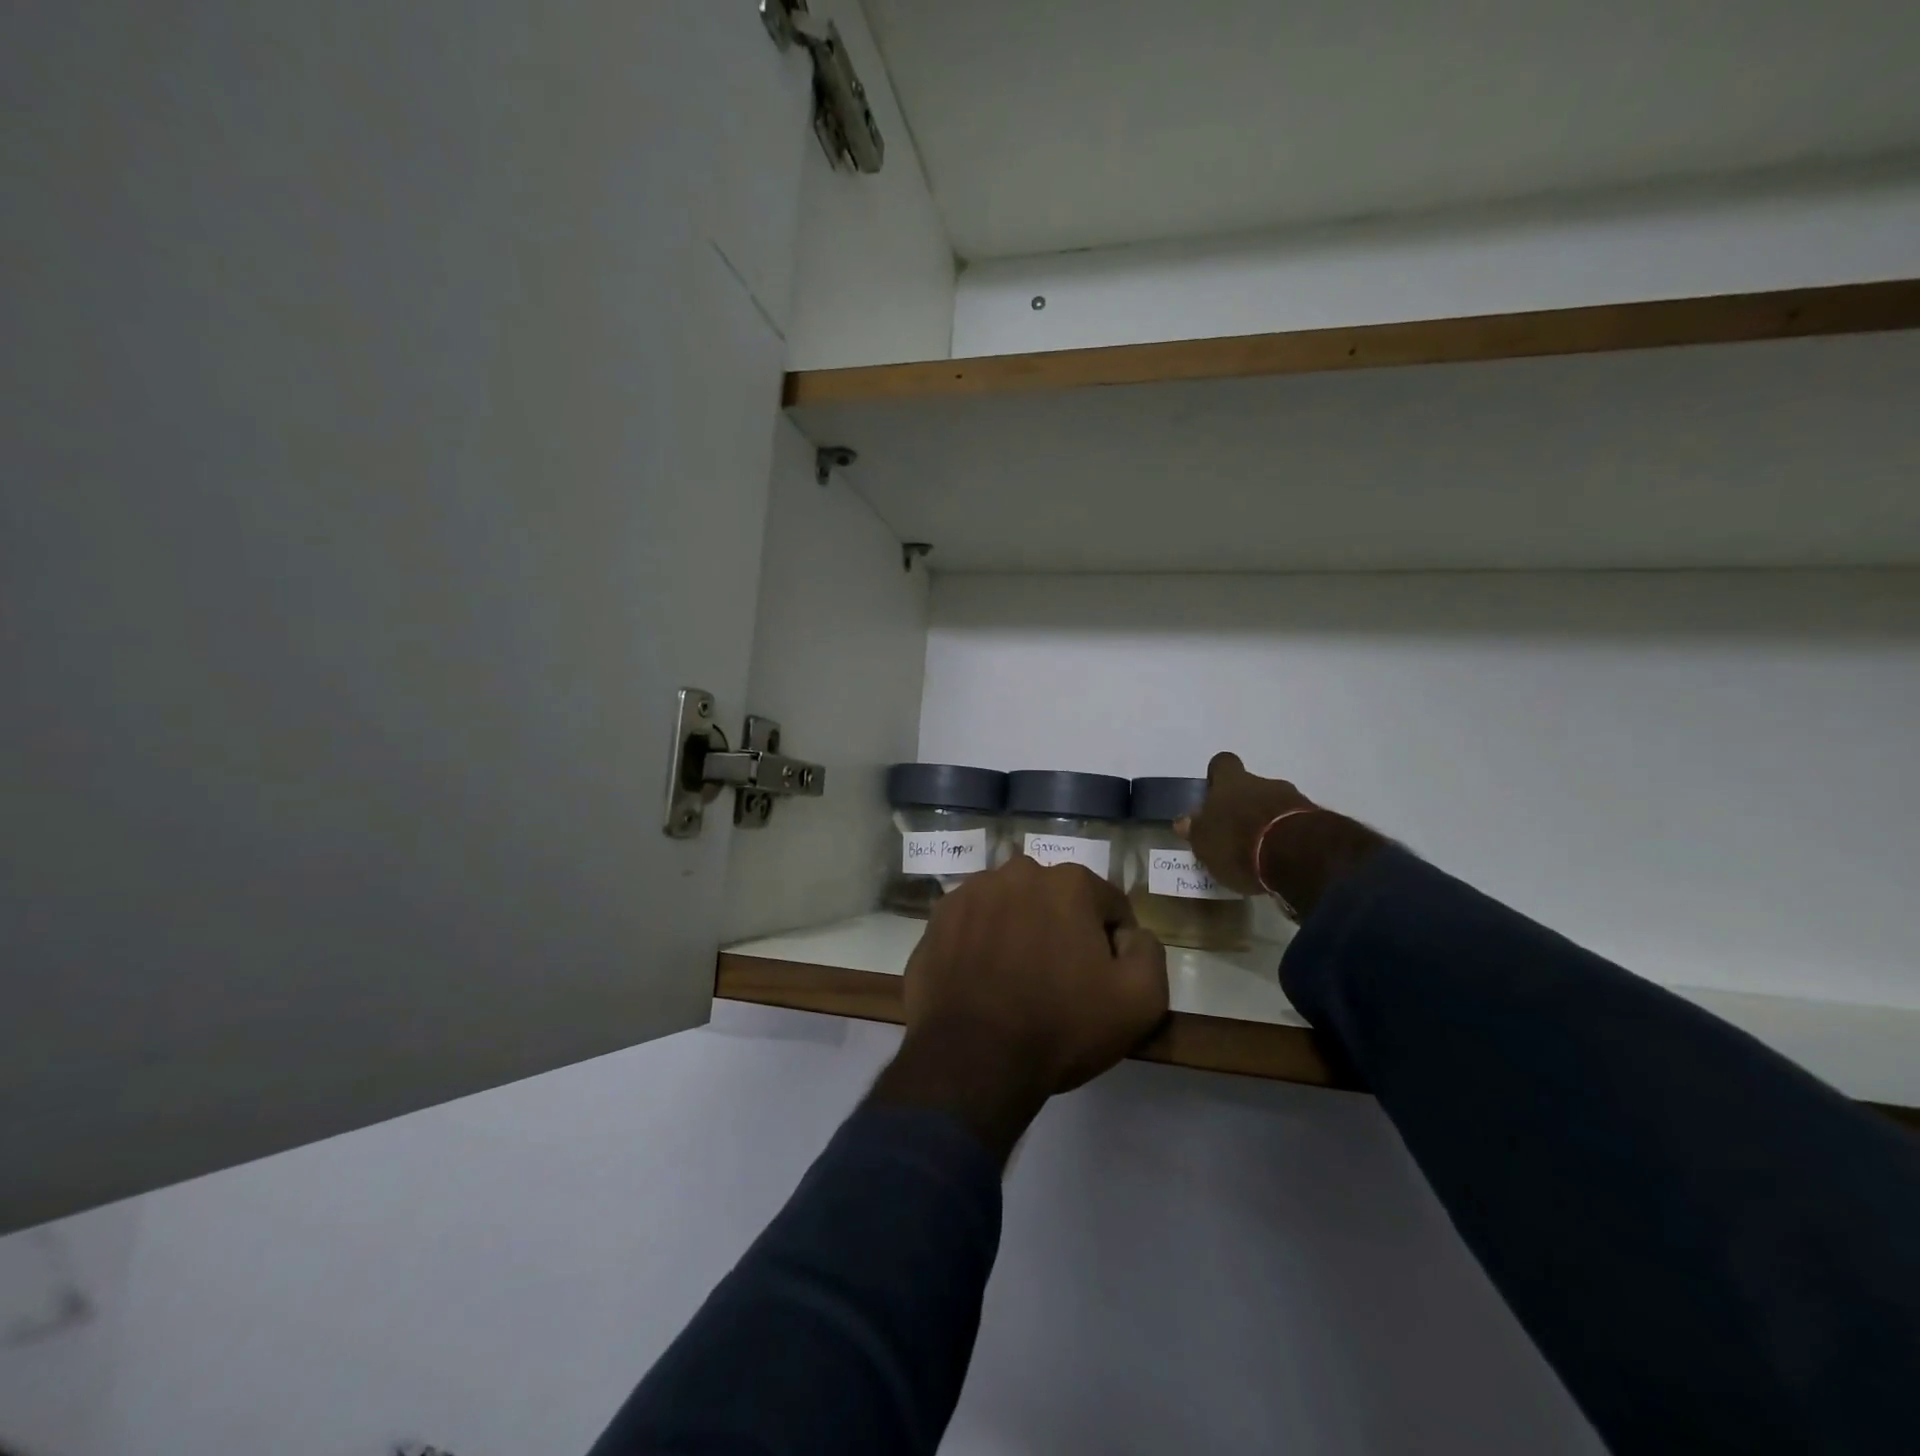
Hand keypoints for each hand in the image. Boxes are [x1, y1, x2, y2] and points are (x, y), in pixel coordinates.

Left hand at [870, 856, 1167, 1161]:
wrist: (972, 1059)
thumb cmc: (1060, 1026)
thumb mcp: (1140, 1001)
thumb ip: (1149, 952)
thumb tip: (1130, 934)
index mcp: (1070, 882)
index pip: (1108, 905)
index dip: (1113, 943)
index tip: (1102, 979)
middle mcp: (1018, 872)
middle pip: (1056, 899)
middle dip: (1063, 929)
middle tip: (1058, 980)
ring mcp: (971, 891)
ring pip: (1011, 906)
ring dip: (1019, 931)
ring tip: (1015, 980)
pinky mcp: (938, 917)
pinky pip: (974, 924)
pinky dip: (982, 942)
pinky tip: (982, 980)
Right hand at [1175, 751, 1315, 895]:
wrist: (1298, 856)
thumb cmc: (1238, 844)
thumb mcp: (1205, 843)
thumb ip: (1196, 830)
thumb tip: (1184, 820)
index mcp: (1231, 783)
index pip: (1222, 763)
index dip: (1218, 776)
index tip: (1214, 793)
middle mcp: (1263, 783)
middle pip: (1251, 785)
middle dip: (1244, 804)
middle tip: (1235, 831)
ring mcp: (1294, 799)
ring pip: (1275, 803)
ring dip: (1267, 821)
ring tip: (1259, 850)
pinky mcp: (1316, 821)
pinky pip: (1295, 822)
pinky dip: (1287, 836)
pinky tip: (1281, 858)